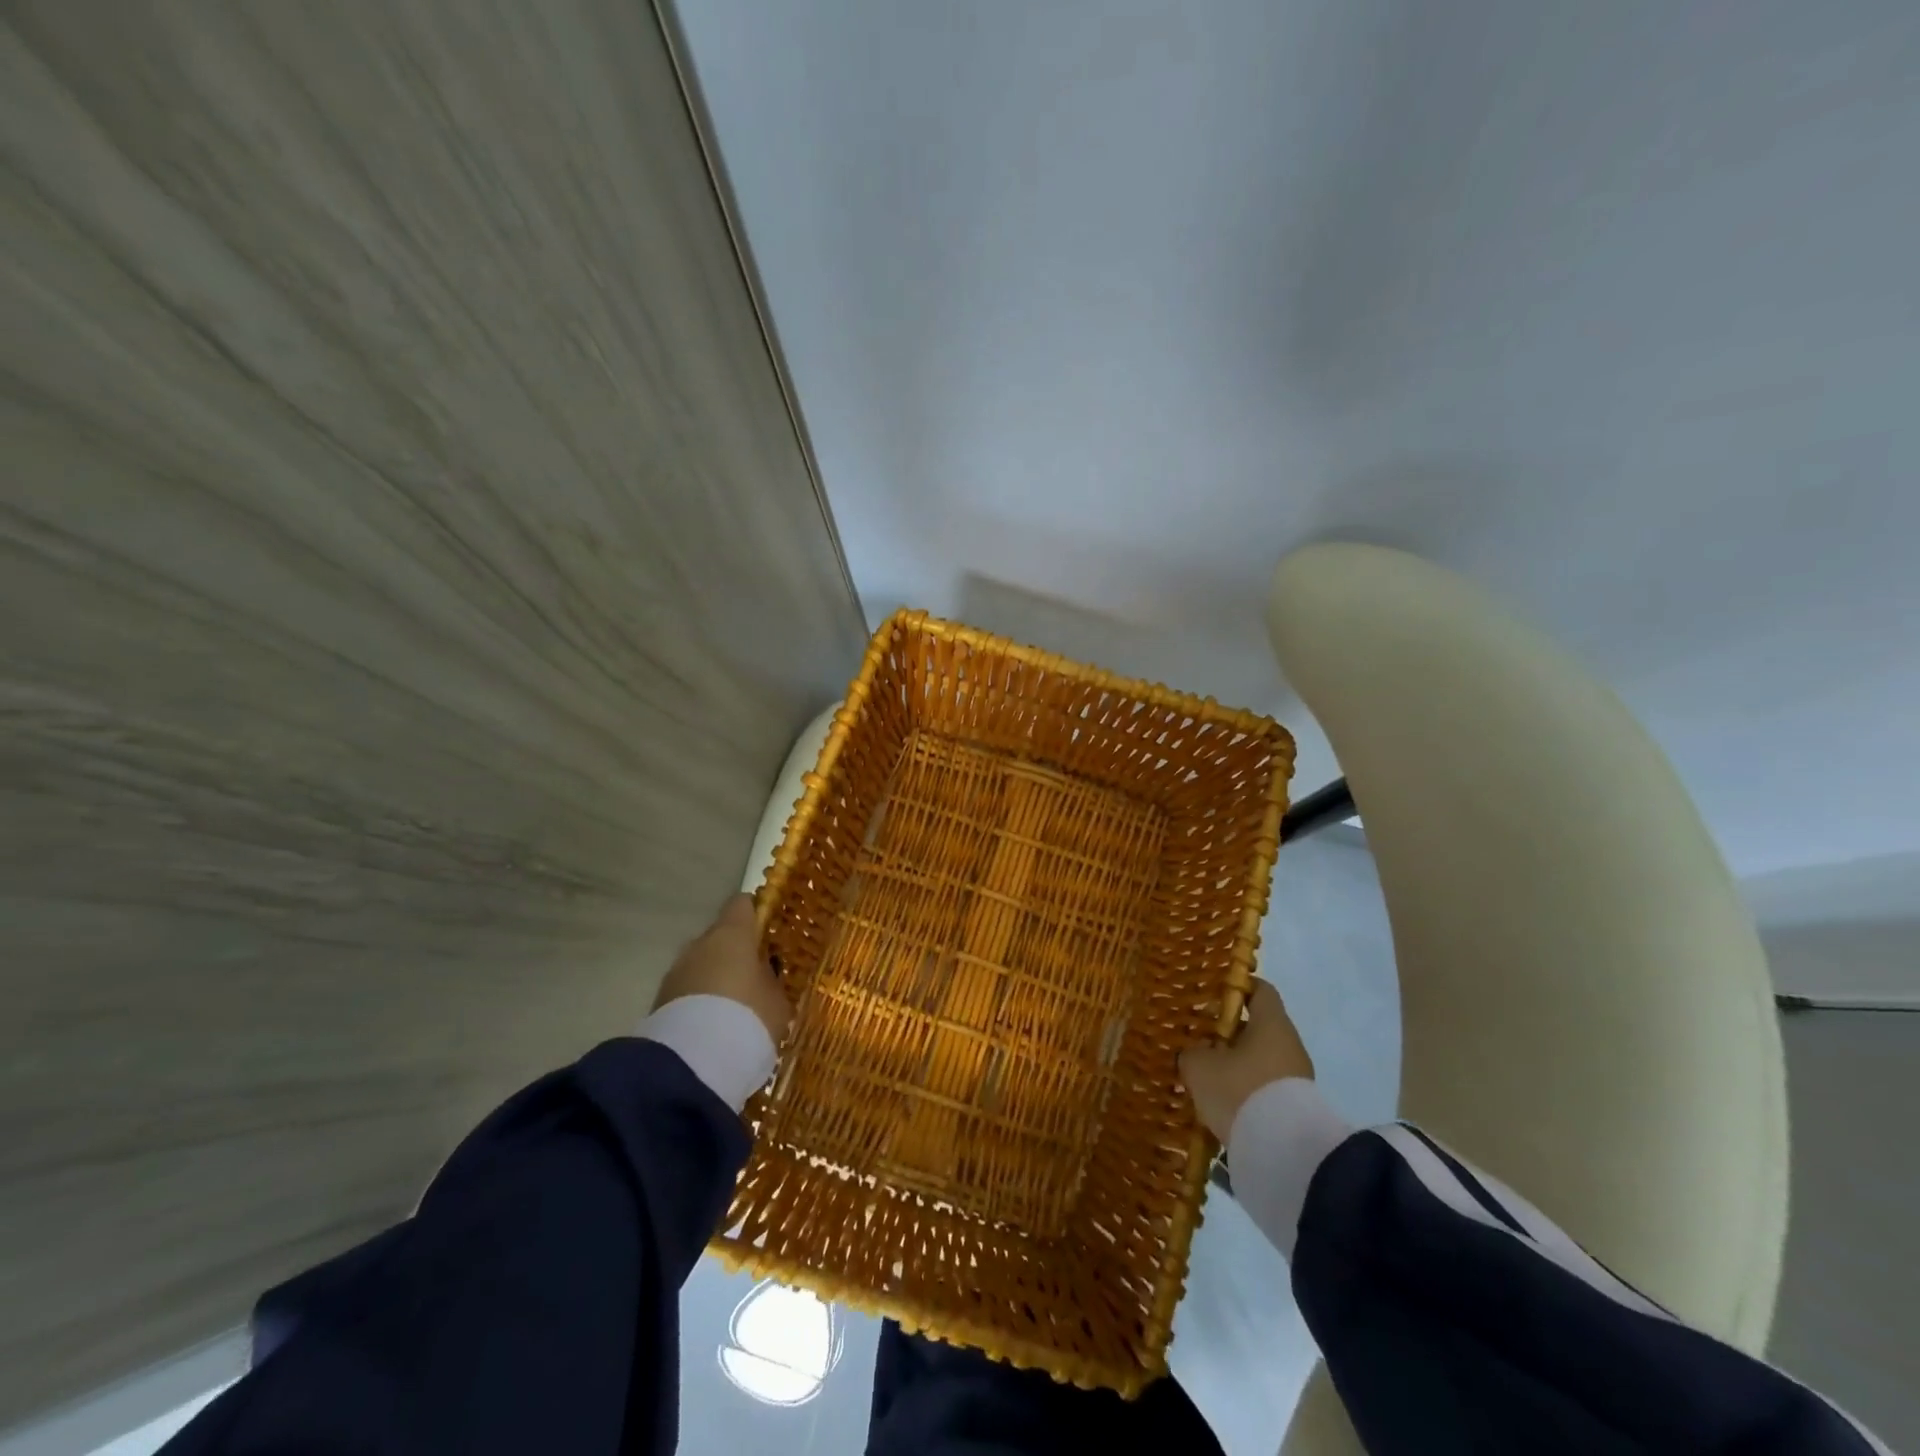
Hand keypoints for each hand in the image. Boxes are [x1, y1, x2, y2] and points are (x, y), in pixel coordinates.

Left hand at [653, 894, 792, 1045]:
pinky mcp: (659, 1001)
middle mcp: (700, 944)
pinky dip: (699, 1003)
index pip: (742, 904)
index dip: (756, 914)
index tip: (769, 930)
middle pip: (720, 937)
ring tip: (733, 1010)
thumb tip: (764, 973)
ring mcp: (676, 971)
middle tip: (754, 979)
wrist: (692, 1064)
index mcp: (732, 933)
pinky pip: (688, 992)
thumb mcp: (777, 1000)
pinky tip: (714, 1027)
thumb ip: (771, 980)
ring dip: (715, 980)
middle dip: (735, 954)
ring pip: (702, 966)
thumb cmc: (748, 1018)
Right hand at [1179, 979, 1313, 1140]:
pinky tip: (1223, 1105)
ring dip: (1236, 1066)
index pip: (1260, 990)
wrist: (1283, 1152)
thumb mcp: (1200, 1066)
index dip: (1237, 988)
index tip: (1212, 995)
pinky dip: (1245, 1092)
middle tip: (1199, 1041)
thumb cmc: (1240, 1090)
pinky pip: (1265, 1089)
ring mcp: (1296, 1079)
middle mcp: (1289, 1045)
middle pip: (1257, 1028)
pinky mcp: (1295, 1109)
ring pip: (1259, 1061)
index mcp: (1271, 1023)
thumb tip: (1195, 1053)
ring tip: (1206, 1078)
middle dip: (1228, 1034)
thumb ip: (1193, 1052)